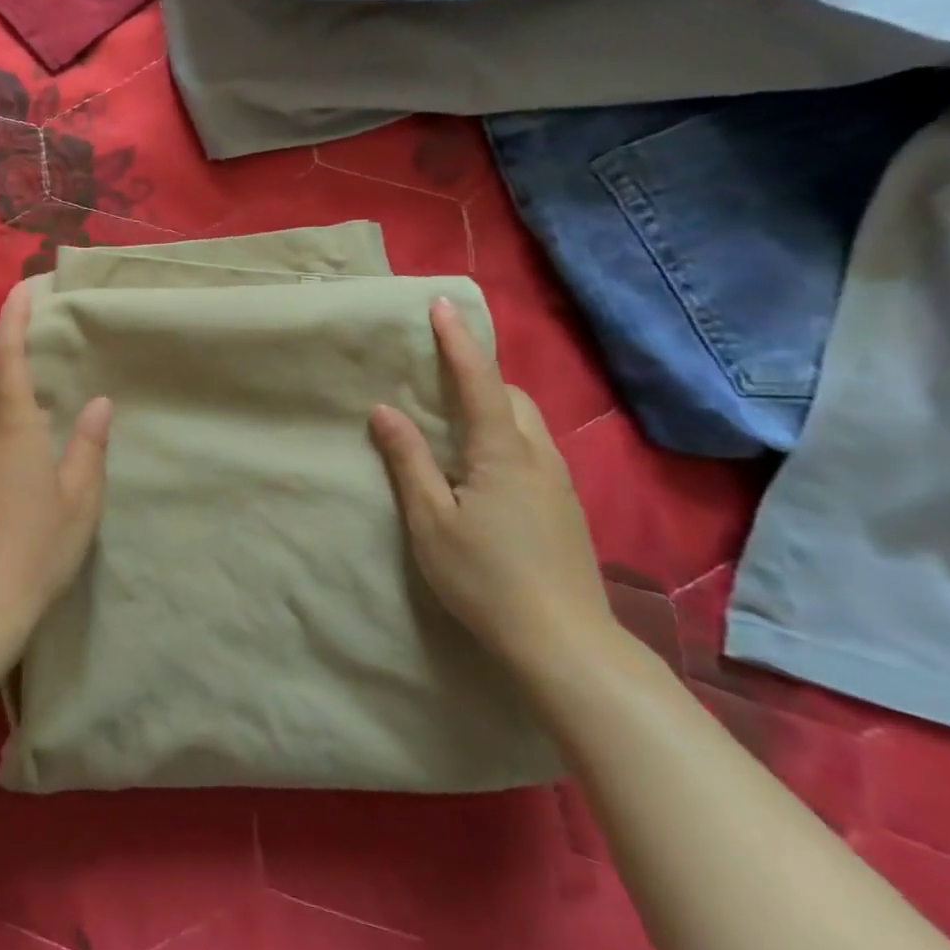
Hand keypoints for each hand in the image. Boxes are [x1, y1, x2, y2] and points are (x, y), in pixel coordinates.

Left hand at [0, 282, 112, 648]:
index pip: (9, 359)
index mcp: (15, 430)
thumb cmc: (37, 550)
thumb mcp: (80, 502)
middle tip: (41, 393)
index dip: (13, 320)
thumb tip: (100, 402)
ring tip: (26, 435)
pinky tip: (3, 470)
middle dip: (9, 374)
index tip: (21, 290)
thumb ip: (89, 447)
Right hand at [368, 298, 618, 679]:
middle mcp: (538, 457)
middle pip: (513, 397)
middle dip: (479, 374)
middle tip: (438, 372)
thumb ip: (408, 461)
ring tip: (454, 416)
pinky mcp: (563, 507)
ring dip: (493, 405)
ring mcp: (558, 483)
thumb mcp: (430, 520)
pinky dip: (504, 434)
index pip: (480, 383)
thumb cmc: (485, 578)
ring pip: (527, 424)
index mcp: (502, 454)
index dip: (458, 342)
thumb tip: (384, 410)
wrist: (565, 644)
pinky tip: (480, 465)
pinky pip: (531, 449)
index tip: (441, 305)